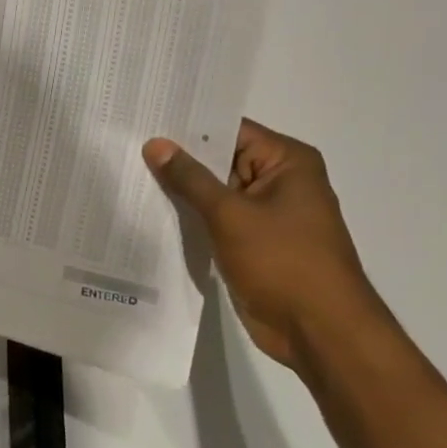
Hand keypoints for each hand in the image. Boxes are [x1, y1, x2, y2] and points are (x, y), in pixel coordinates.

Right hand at [143, 120, 386, 372]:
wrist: (318, 331)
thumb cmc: (283, 262)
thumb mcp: (230, 214)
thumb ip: (190, 178)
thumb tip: (156, 144)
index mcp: (287, 162)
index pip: (230, 129)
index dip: (189, 124)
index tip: (147, 116)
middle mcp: (278, 181)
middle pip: (220, 158)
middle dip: (178, 156)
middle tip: (128, 142)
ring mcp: (264, 213)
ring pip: (213, 190)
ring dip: (180, 188)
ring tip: (128, 171)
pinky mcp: (251, 241)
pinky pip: (214, 218)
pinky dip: (188, 214)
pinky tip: (148, 208)